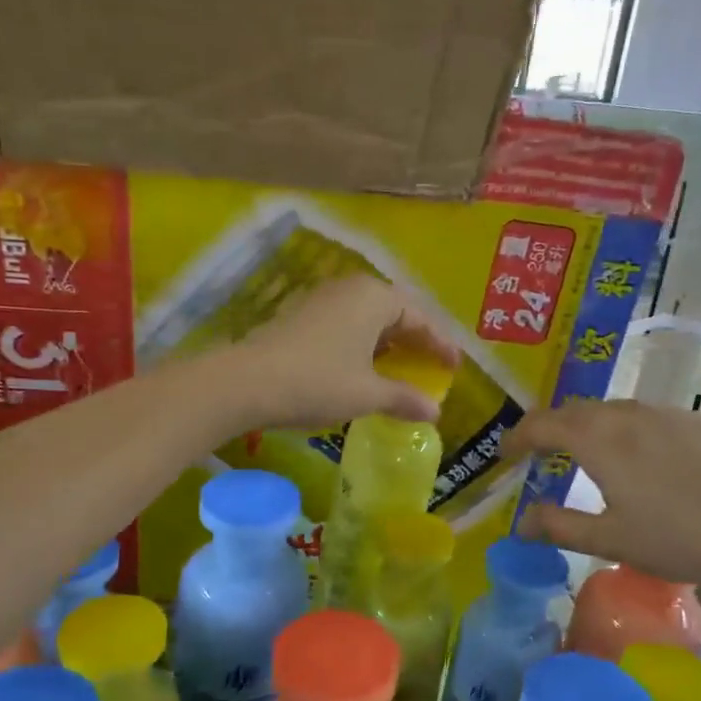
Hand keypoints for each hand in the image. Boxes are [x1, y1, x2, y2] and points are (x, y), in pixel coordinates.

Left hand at [224, 276, 460, 430]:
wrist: (245, 383)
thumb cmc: (317, 383)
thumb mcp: (367, 394)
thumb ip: (404, 398)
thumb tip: (435, 412)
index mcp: (374, 298)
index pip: (419, 318)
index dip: (439, 344)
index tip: (454, 366)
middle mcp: (349, 289)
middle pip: (394, 312)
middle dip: (414, 339)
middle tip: (431, 364)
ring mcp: (321, 300)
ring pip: (367, 318)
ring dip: (386, 341)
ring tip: (400, 366)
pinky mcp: (299, 315)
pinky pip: (345, 324)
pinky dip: (362, 343)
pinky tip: (361, 366)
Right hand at [502, 399, 700, 600]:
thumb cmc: (681, 537)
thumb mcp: (611, 540)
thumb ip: (560, 527)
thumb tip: (521, 522)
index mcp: (598, 439)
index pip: (542, 424)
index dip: (518, 436)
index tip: (505, 452)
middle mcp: (628, 414)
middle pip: (578, 411)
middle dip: (553, 428)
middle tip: (542, 452)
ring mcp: (670, 412)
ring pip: (617, 411)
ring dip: (594, 428)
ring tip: (593, 455)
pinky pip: (654, 419)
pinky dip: (634, 432)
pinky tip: (651, 461)